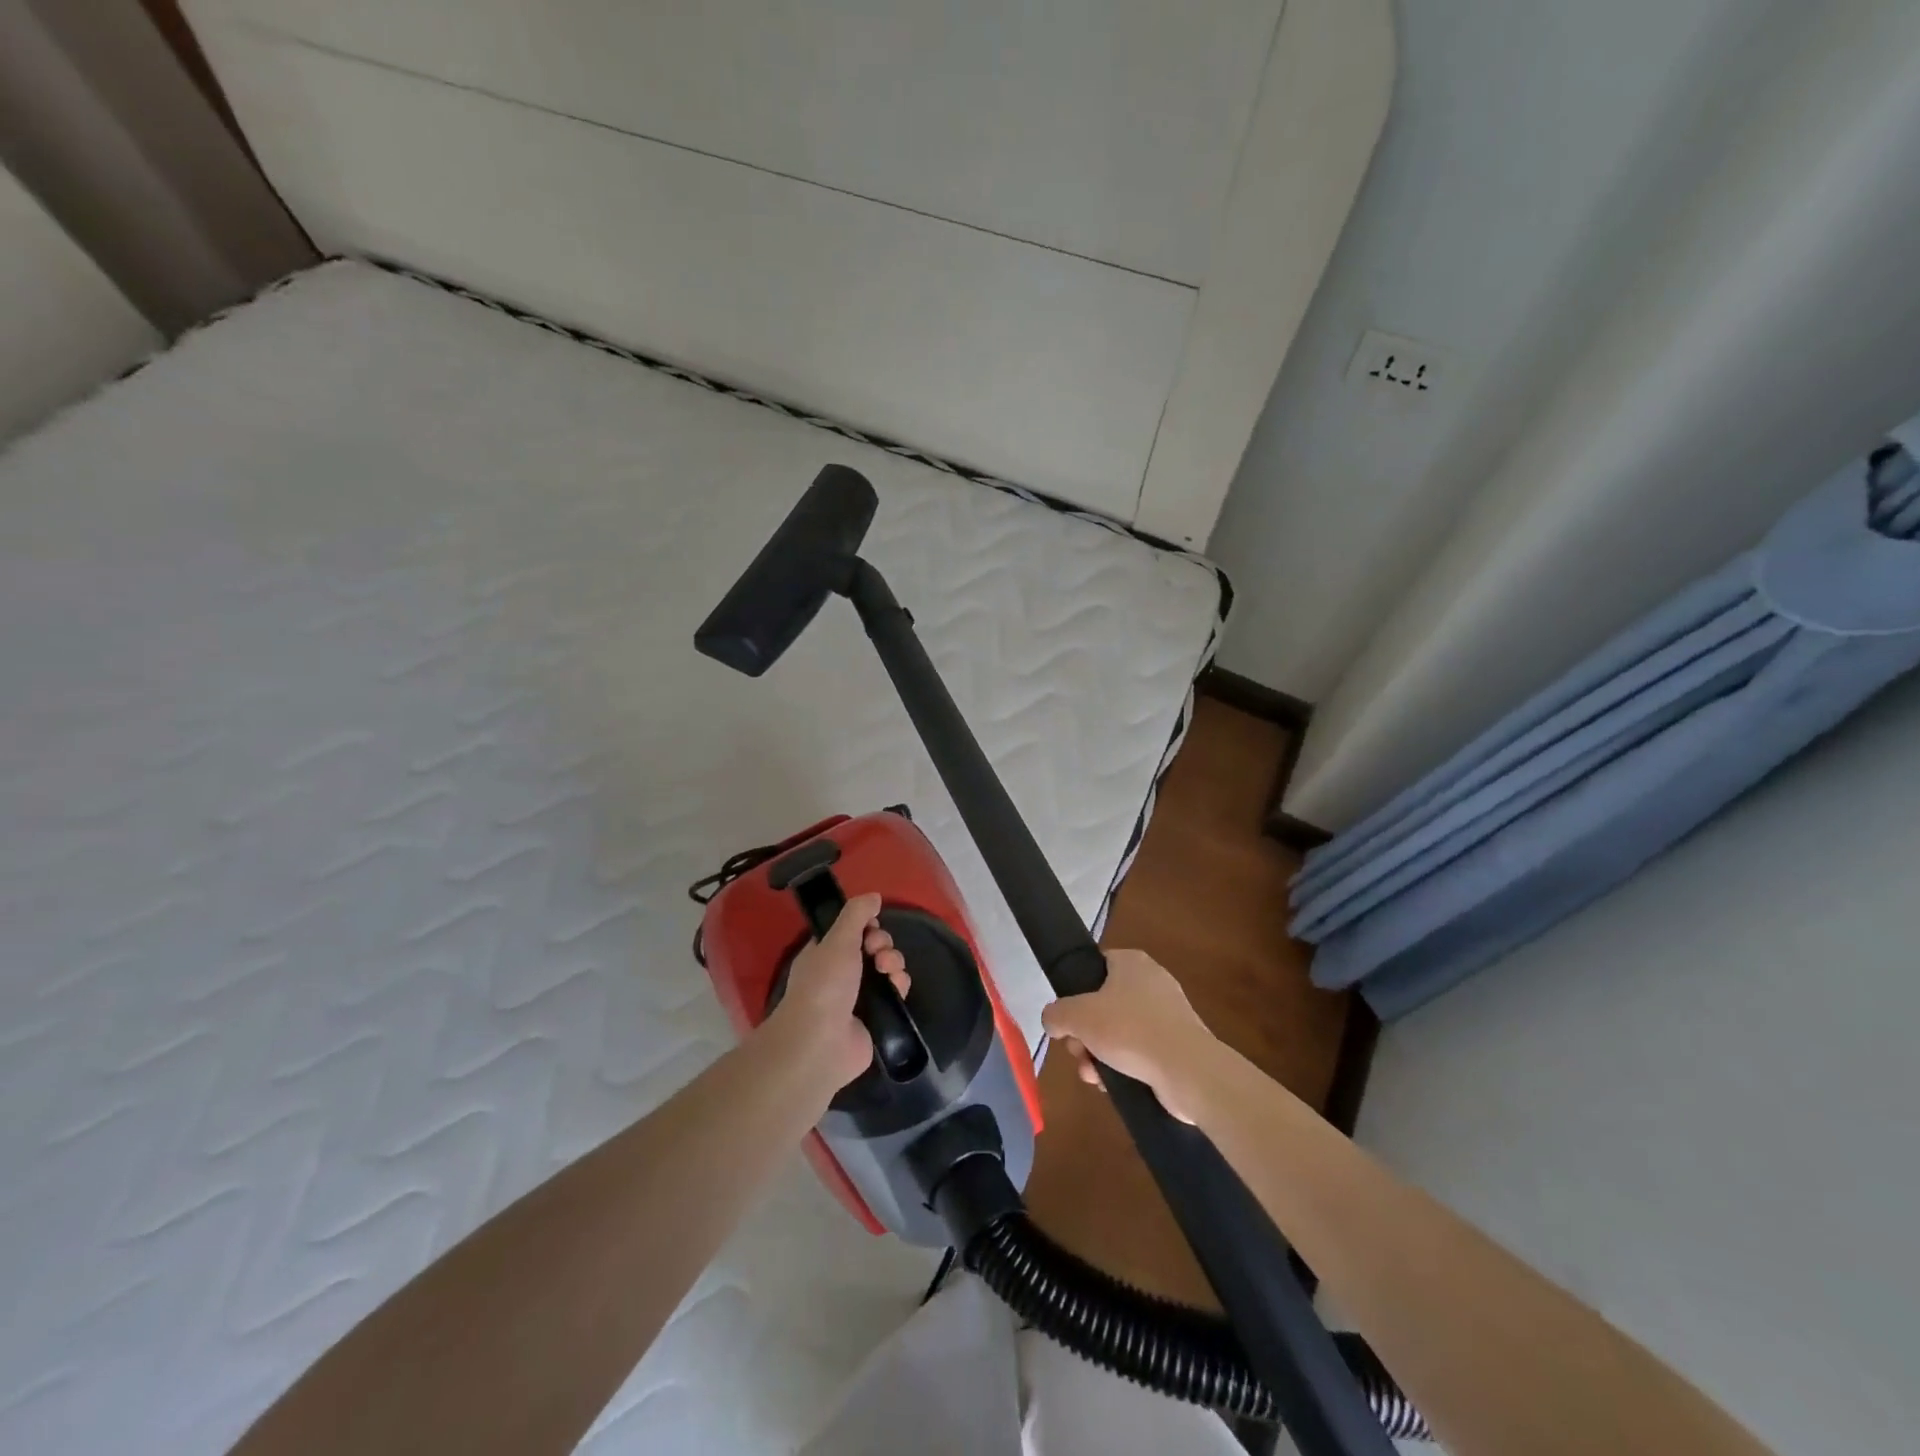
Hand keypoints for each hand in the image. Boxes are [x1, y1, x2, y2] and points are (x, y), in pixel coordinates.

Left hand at [762, 892, 910, 1092]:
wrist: (823, 1041)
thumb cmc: (824, 984)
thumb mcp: (837, 939)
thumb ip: (856, 914)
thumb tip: (874, 895)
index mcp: (827, 953)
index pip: (854, 930)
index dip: (867, 925)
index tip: (870, 928)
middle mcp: (843, 972)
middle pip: (875, 946)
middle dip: (883, 944)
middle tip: (877, 952)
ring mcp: (860, 996)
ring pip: (888, 967)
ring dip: (894, 962)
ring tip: (887, 971)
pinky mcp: (878, 1015)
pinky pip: (896, 991)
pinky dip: (899, 985)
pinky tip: (896, 988)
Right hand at [1040, 950, 1217, 1123]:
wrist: (1187, 1071)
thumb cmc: (1130, 1030)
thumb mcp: (1078, 1016)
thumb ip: (1056, 1014)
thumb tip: (1052, 1021)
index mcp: (1132, 962)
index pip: (1096, 965)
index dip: (1076, 989)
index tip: (1067, 1015)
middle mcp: (1152, 982)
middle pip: (1104, 1003)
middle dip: (1084, 1032)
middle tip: (1076, 1049)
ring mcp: (1167, 1014)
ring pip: (1119, 1030)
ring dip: (1099, 1053)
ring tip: (1091, 1074)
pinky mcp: (1176, 1045)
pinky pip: (1140, 1051)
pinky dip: (1123, 1066)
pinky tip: (1111, 1084)